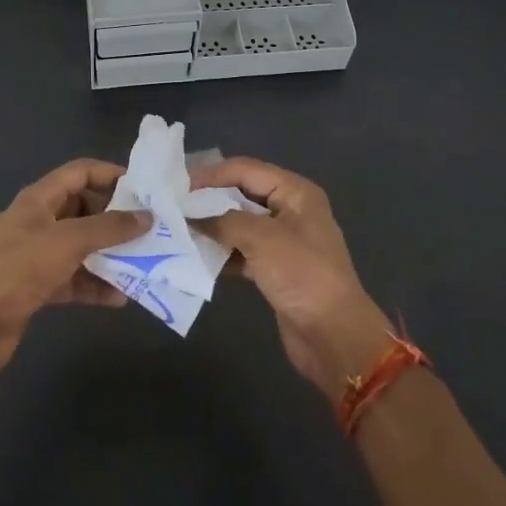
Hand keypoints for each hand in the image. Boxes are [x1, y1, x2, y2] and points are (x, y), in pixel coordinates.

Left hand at [0, 159, 148, 376]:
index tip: (143, 188)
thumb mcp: (68, 241)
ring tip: (143, 263)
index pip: (79, 172)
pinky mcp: (37, 286)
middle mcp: (38, 222)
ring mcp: (36, 255)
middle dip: (115, 219)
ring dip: (109, 255)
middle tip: (150, 229)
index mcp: (39, 200)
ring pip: (81, 246)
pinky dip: (95, 285)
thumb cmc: (19, 269)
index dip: (110, 174)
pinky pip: (74, 278)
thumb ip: (109, 228)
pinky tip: (120, 298)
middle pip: (83, 209)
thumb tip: (146, 217)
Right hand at [191, 157, 393, 400]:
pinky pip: (241, 252)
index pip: (245, 170)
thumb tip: (190, 216)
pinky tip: (195, 258)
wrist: (333, 335)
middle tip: (172, 207)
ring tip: (177, 230)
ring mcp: (283, 242)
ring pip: (239, 225)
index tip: (178, 187)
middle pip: (241, 195)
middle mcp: (290, 210)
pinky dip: (221, 254)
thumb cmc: (302, 274)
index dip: (212, 175)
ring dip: (212, 228)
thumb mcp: (262, 238)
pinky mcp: (275, 270)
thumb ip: (223, 221)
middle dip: (209, 200)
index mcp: (295, 192)